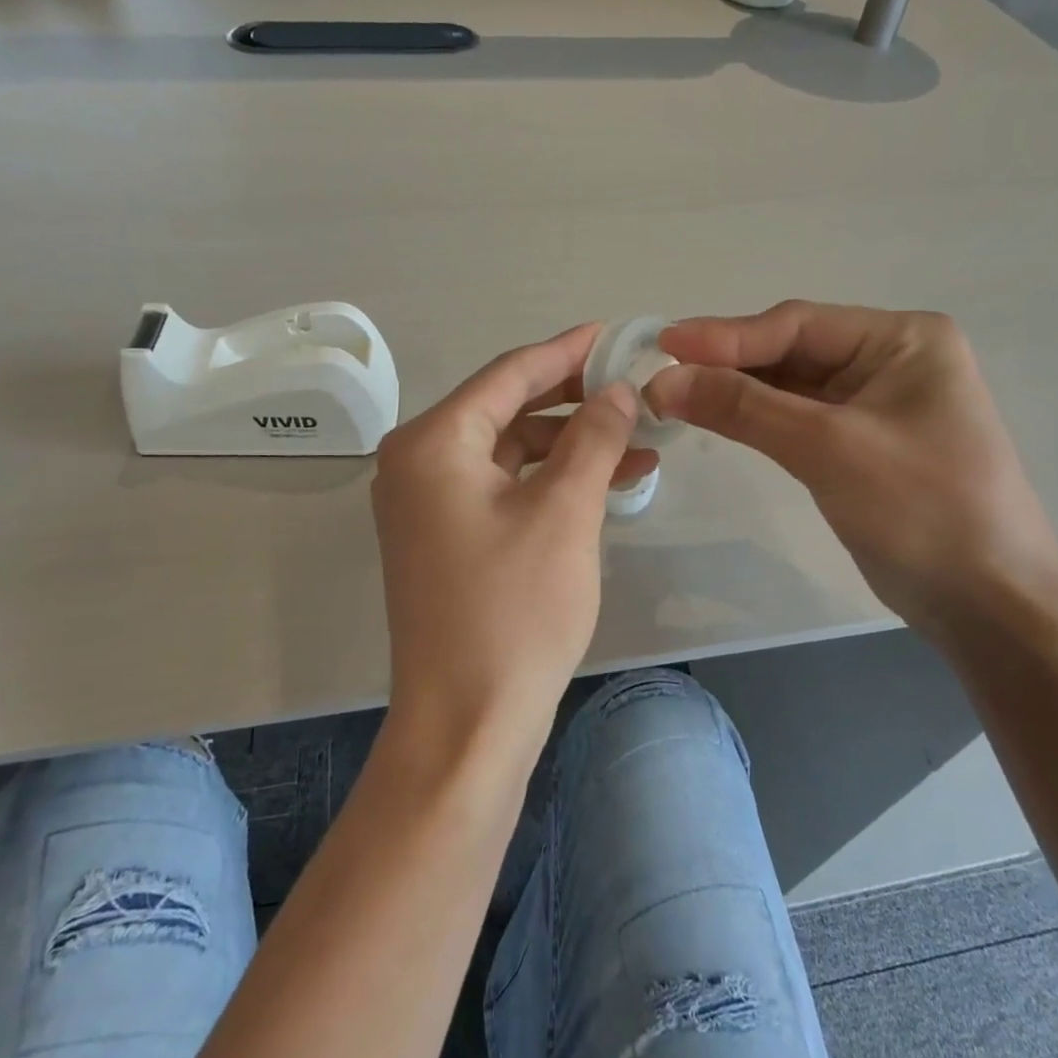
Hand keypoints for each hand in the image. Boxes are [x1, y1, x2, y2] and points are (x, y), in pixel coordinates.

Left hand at [371, 325, 655, 752]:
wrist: (467, 724)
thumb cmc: (514, 611)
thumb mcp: (565, 511)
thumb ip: (594, 437)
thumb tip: (620, 390)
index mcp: (433, 443)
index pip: (508, 374)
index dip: (567, 351)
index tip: (616, 334)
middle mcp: (418, 463)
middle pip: (507, 409)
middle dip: (575, 400)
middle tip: (635, 389)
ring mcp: (428, 505)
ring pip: (511, 452)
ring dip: (571, 445)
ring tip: (640, 444)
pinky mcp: (447, 539)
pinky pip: (505, 489)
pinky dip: (552, 482)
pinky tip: (607, 482)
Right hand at [646, 302, 1057, 635]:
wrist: (987, 602)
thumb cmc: (922, 510)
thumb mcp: (828, 448)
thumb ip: (743, 408)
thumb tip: (661, 380)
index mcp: (903, 340)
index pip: (797, 324)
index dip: (726, 335)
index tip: (663, 344)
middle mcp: (890, 360)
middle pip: (790, 350)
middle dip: (727, 363)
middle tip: (659, 372)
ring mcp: (874, 403)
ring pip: (789, 385)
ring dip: (735, 391)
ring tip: (673, 393)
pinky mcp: (859, 443)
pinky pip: (796, 417)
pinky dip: (755, 418)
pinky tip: (714, 417)